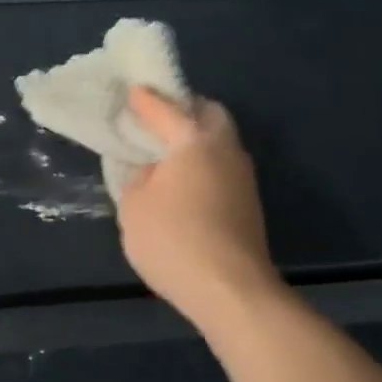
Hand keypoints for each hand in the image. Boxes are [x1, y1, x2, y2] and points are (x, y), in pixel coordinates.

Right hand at [117, 87, 282, 328]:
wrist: (231, 290)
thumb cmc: (174, 240)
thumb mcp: (134, 207)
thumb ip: (138, 178)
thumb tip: (152, 170)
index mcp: (194, 139)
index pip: (166, 109)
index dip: (145, 101)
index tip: (133, 92)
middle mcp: (225, 148)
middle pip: (208, 114)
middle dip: (184, 109)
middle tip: (158, 118)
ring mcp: (243, 176)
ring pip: (220, 140)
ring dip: (196, 139)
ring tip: (167, 152)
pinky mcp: (249, 202)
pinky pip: (222, 166)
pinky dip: (203, 163)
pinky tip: (184, 182)